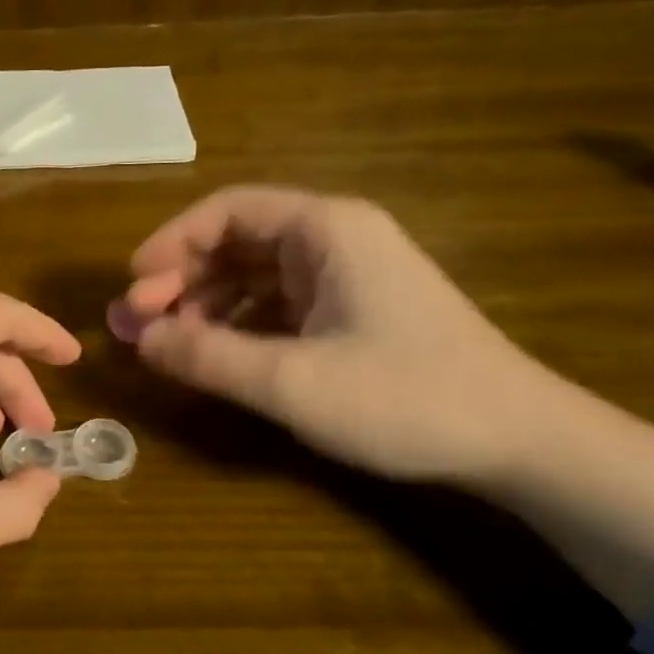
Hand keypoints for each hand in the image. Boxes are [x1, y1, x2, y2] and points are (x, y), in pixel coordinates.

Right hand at [109, 185, 548, 484]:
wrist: (521, 443)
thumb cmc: (406, 398)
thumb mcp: (292, 382)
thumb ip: (207, 357)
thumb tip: (139, 340)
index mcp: (325, 229)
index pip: (226, 211)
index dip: (171, 244)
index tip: (133, 287)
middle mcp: (334, 239)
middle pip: (236, 241)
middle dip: (181, 280)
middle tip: (137, 324)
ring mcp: (346, 276)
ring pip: (253, 275)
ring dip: (204, 305)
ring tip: (168, 345)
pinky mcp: (352, 312)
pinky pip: (276, 304)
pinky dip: (238, 325)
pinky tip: (215, 356)